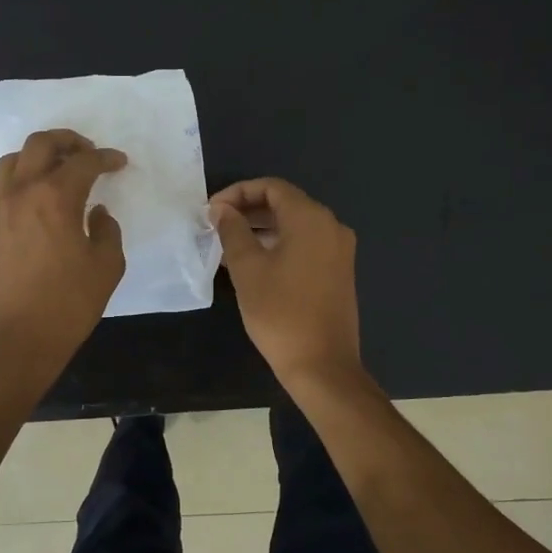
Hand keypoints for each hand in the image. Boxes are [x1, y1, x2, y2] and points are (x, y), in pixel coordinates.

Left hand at [0, 130, 126, 371]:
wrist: (14, 339)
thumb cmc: (67, 304)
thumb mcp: (106, 267)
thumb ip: (107, 231)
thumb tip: (97, 214)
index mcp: (55, 197)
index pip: (82, 162)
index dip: (105, 158)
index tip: (119, 163)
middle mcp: (22, 193)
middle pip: (40, 144)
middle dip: (67, 140)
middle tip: (87, 153)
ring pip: (13, 161)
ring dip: (38, 156)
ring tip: (57, 171)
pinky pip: (2, 188)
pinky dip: (21, 181)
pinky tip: (37, 200)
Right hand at [211, 178, 363, 389]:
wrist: (322, 365)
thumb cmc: (280, 313)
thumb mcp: (247, 269)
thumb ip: (232, 231)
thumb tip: (222, 209)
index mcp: (311, 219)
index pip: (272, 187)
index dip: (238, 192)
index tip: (212, 211)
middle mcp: (331, 226)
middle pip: (285, 204)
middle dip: (248, 210)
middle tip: (216, 226)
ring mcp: (339, 250)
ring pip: (295, 226)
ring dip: (262, 229)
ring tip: (228, 246)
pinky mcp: (339, 271)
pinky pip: (306, 245)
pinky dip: (279, 245)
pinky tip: (253, 263)